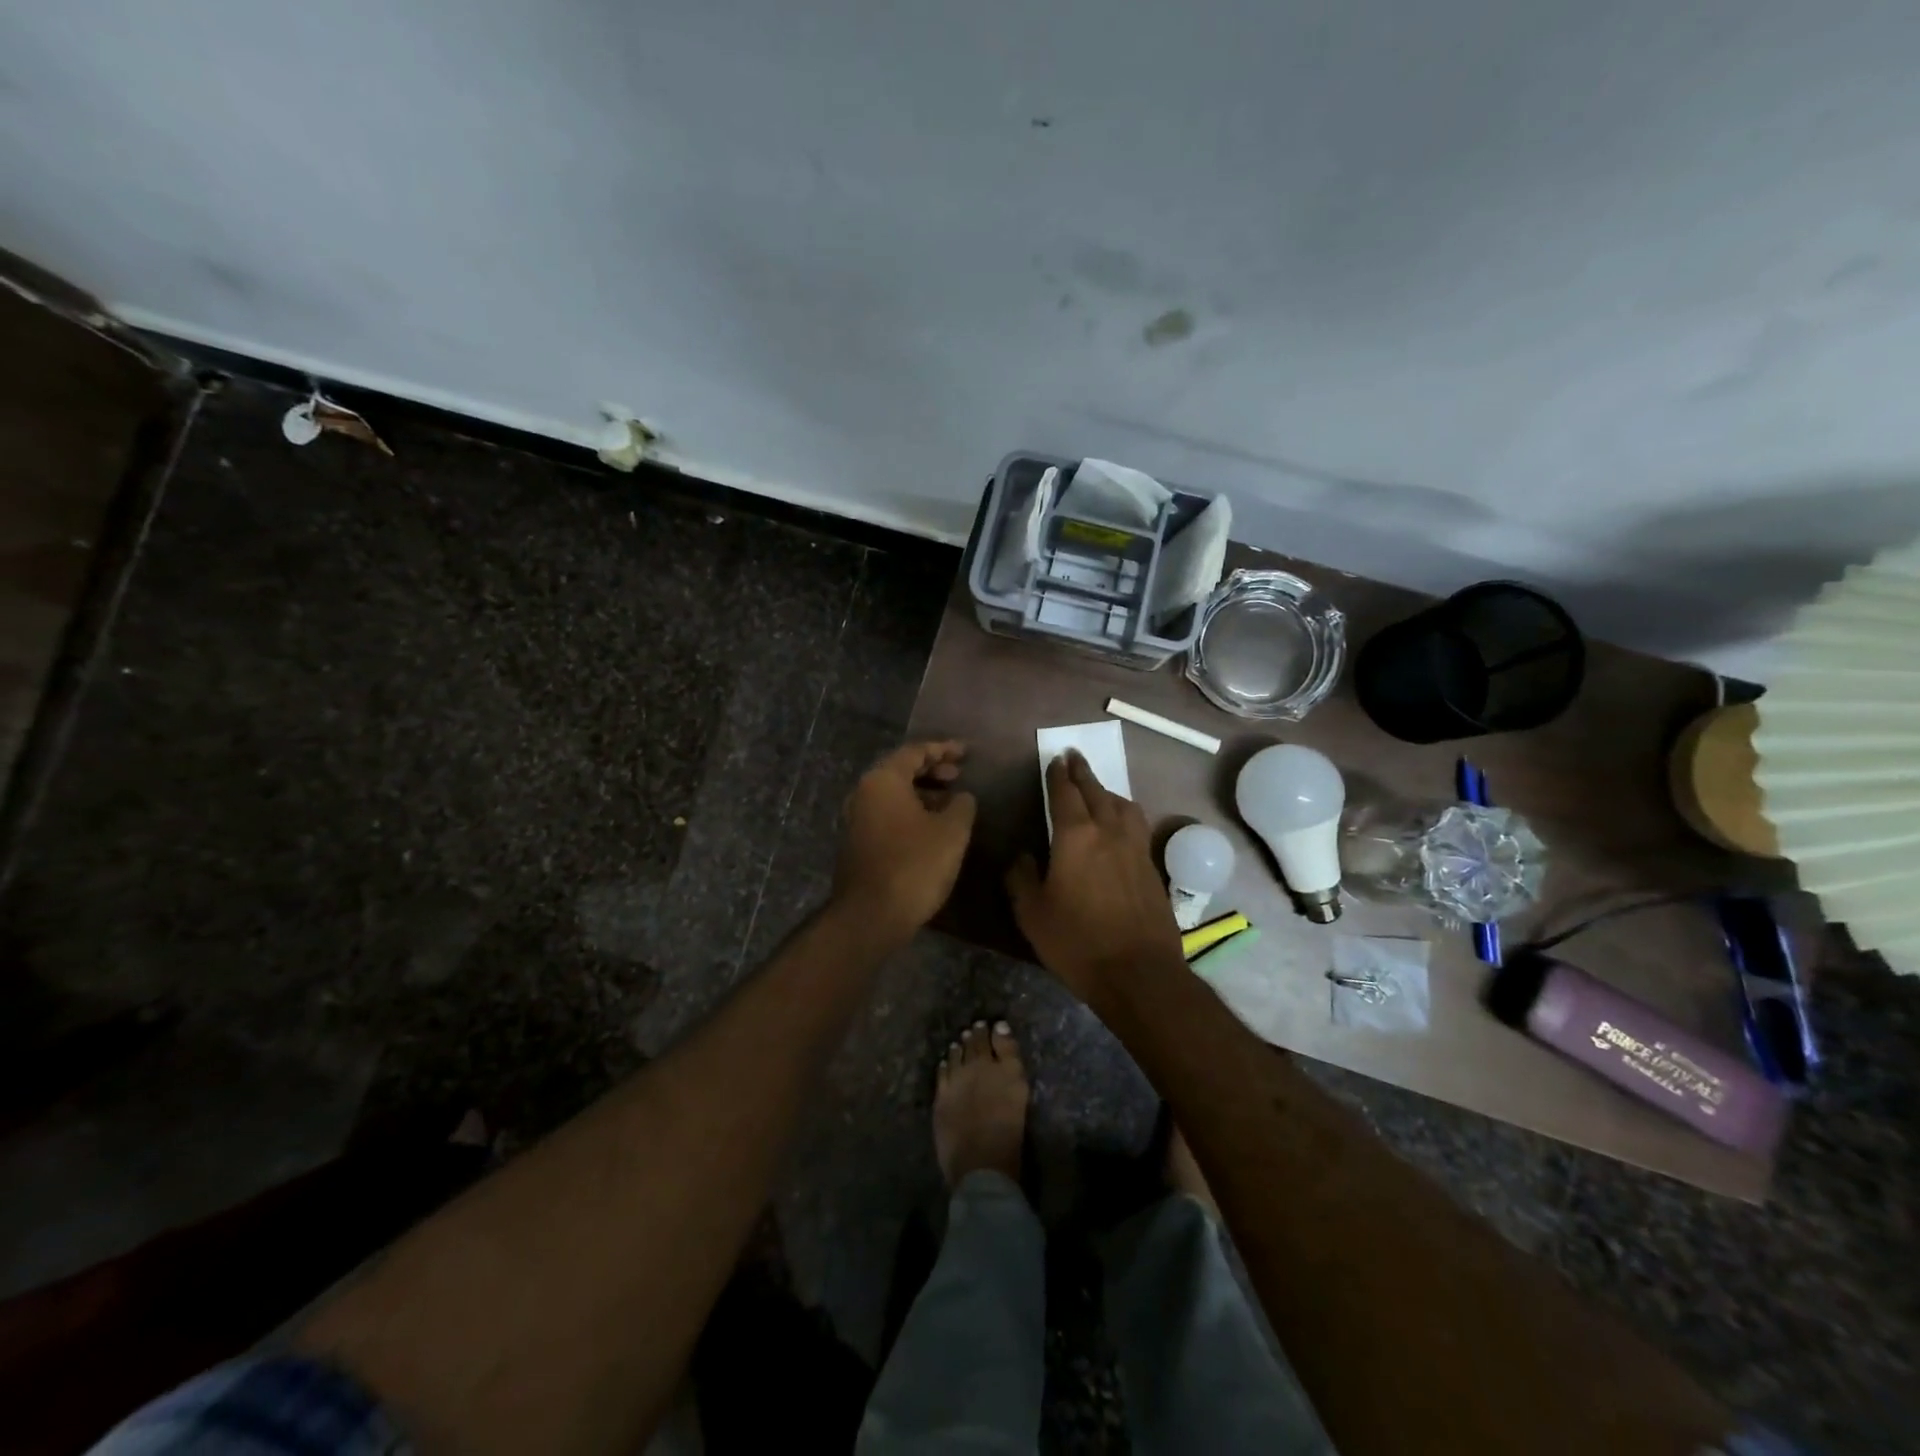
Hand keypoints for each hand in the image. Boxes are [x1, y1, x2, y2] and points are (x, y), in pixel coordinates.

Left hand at [833, 741, 976, 939]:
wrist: (871, 915)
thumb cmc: (915, 864)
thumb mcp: (952, 831)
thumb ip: (962, 805)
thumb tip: (962, 796)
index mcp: (883, 780)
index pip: (915, 751)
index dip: (944, 749)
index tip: (967, 752)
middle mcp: (863, 792)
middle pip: (900, 770)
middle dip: (932, 770)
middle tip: (959, 775)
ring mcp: (855, 819)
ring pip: (893, 794)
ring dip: (922, 792)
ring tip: (950, 802)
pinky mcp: (856, 842)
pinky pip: (886, 814)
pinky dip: (909, 811)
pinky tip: (931, 827)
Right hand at [1006, 751, 1184, 1013]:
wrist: (1139, 973)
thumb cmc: (1077, 942)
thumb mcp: (1032, 914)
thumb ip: (1022, 879)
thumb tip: (1023, 857)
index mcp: (1076, 837)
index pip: (1065, 794)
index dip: (1059, 775)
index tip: (1056, 758)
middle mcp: (1109, 832)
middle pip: (1097, 792)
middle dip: (1083, 772)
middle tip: (1075, 757)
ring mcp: (1136, 849)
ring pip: (1124, 806)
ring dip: (1108, 792)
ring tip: (1100, 790)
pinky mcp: (1152, 868)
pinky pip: (1138, 827)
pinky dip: (1125, 815)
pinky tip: (1122, 827)